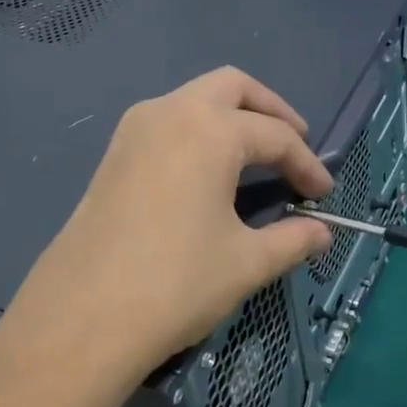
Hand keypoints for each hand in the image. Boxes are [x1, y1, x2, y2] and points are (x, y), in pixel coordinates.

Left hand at [0, 68, 332, 406]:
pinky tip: (208, 172)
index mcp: (209, 130)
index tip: (324, 193)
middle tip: (294, 144)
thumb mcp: (246, 262)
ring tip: (255, 155)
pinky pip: (167, 122)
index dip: (307, 163)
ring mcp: (134, 130)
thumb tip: (322, 233)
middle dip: (271, 110)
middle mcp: (170, 112)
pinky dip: (198, 132)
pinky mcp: (113, 154)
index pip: (275, 135)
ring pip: (194, 99)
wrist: (82, 318)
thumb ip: (292, 240)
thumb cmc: (176, 283)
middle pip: (232, 87)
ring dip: (231, 116)